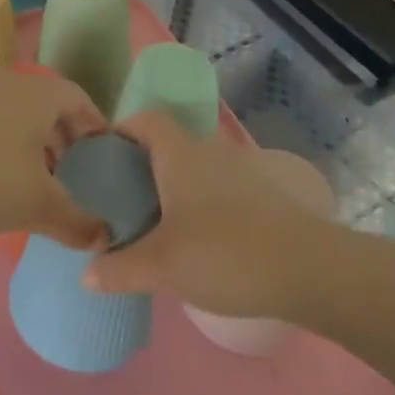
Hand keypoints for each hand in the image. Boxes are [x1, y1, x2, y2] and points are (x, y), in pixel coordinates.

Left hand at [0, 67, 108, 248]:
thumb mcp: (38, 206)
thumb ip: (76, 221)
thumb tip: (105, 236)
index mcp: (39, 94)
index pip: (80, 100)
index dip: (95, 127)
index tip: (101, 155)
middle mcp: (9, 82)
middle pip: (46, 106)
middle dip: (61, 139)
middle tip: (68, 173)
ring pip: (14, 113)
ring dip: (28, 143)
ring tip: (30, 181)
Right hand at [86, 113, 330, 317]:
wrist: (309, 269)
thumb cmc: (225, 253)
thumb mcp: (163, 266)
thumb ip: (120, 269)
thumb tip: (85, 275)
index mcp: (179, 152)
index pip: (145, 118)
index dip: (121, 130)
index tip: (102, 159)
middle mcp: (209, 150)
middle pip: (168, 142)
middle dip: (143, 165)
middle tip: (122, 199)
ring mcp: (241, 170)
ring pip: (195, 167)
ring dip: (173, 186)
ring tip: (156, 223)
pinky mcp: (263, 195)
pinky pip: (218, 187)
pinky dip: (200, 202)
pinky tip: (198, 239)